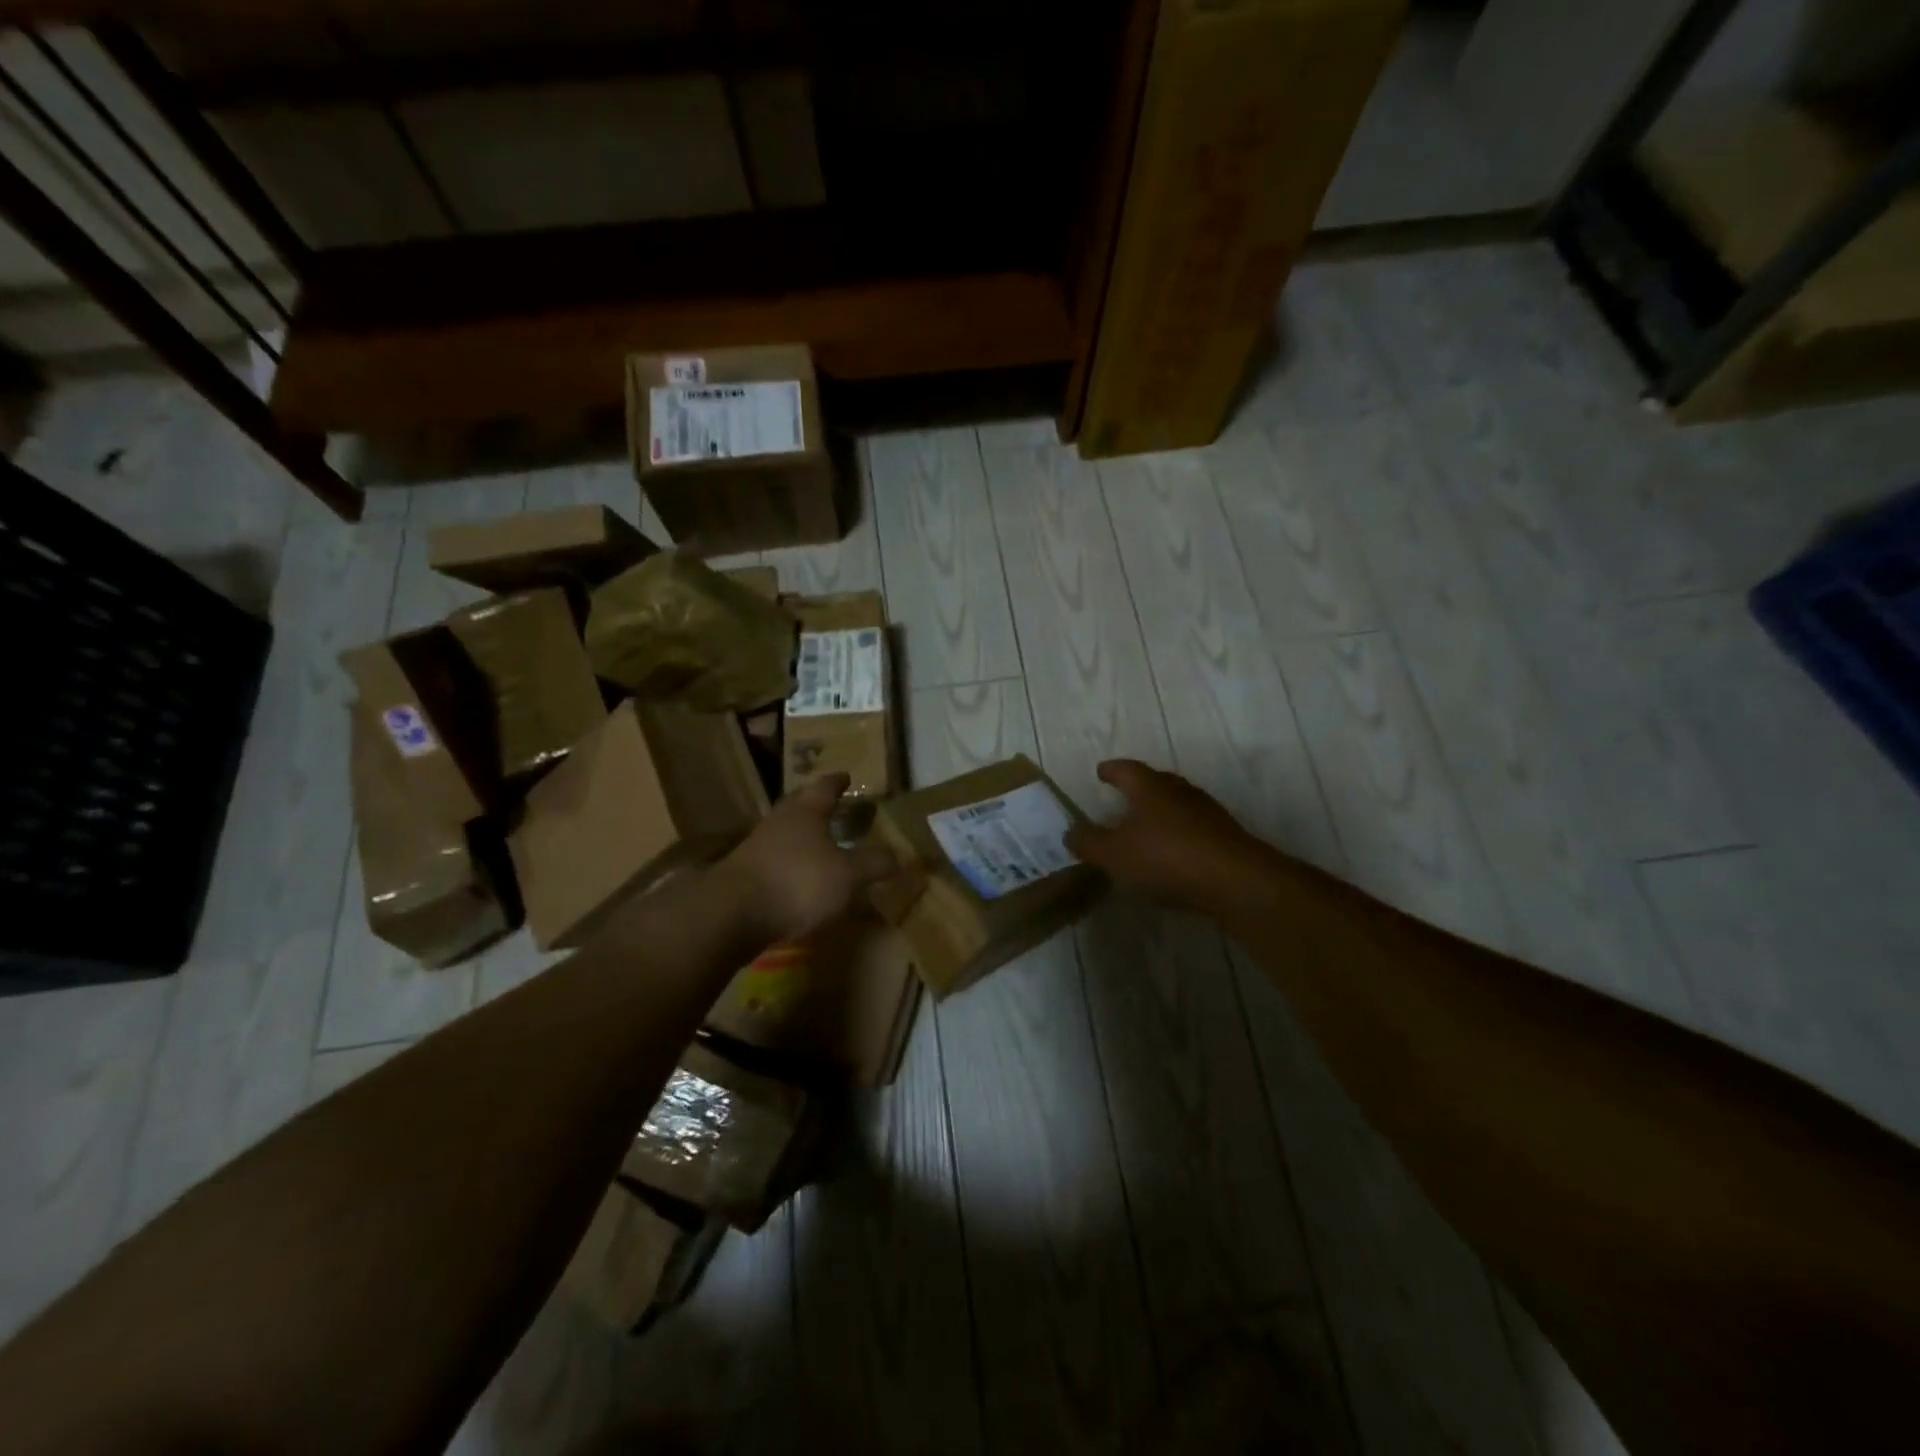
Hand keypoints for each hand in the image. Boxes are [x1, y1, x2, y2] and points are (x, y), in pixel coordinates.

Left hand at [719, 774, 898, 942]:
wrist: (731, 914)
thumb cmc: (797, 883)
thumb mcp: (848, 875)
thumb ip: (873, 864)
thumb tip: (899, 856)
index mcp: (805, 812)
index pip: (824, 788)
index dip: (837, 782)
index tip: (846, 776)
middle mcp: (779, 822)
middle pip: (799, 806)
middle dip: (816, 805)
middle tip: (833, 805)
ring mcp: (757, 848)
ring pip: (785, 833)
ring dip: (802, 836)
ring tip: (820, 843)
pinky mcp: (744, 875)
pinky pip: (775, 861)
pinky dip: (790, 864)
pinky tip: (799, 879)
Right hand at [1066, 760, 1262, 914]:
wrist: (1236, 882)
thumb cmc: (1167, 858)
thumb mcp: (1115, 855)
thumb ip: (1090, 843)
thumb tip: (1070, 832)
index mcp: (1151, 788)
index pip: (1126, 769)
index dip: (1111, 770)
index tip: (1101, 772)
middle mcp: (1180, 792)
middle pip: (1156, 782)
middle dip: (1138, 787)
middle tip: (1123, 795)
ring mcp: (1207, 813)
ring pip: (1177, 804)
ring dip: (1160, 812)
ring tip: (1145, 827)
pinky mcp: (1225, 837)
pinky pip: (1193, 828)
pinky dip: (1178, 834)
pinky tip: (1171, 853)